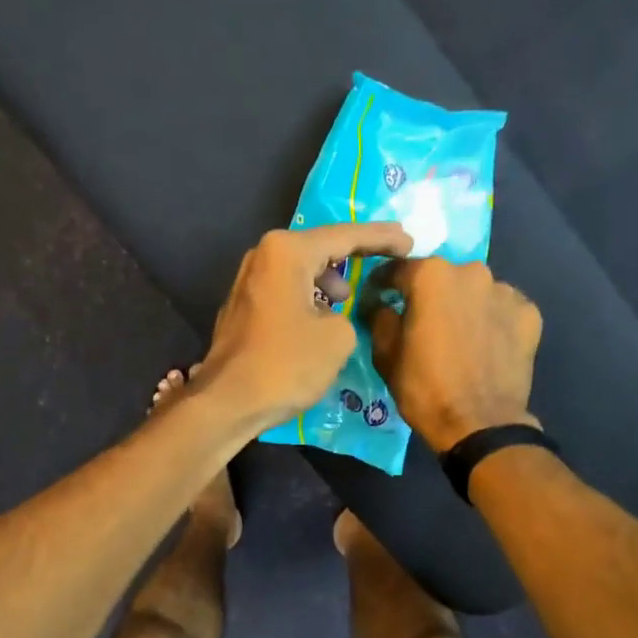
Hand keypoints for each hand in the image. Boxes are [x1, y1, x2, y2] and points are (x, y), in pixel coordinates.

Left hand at [200, 222, 414, 425]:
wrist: (228, 402)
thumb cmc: (285, 364)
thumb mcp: (337, 338)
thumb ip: (348, 315)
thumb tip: (331, 317)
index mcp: (287, 251)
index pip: (345, 235)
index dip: (381, 237)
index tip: (409, 241)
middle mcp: (263, 256)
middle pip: (319, 247)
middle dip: (354, 254)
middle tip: (387, 259)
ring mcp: (248, 281)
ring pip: (300, 270)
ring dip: (328, 279)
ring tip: (349, 298)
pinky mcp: (242, 307)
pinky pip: (285, 290)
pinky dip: (308, 296)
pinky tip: (321, 316)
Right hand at [366, 258, 542, 451]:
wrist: (480, 424)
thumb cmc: (424, 389)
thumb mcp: (385, 355)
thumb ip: (380, 319)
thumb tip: (381, 306)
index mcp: (431, 276)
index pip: (398, 269)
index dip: (383, 284)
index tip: (378, 298)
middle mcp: (471, 272)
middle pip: (442, 277)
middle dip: (429, 295)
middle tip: (422, 322)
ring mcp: (505, 291)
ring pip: (474, 291)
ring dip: (463, 306)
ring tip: (457, 336)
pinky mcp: (529, 313)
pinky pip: (501, 309)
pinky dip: (491, 320)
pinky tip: (484, 345)